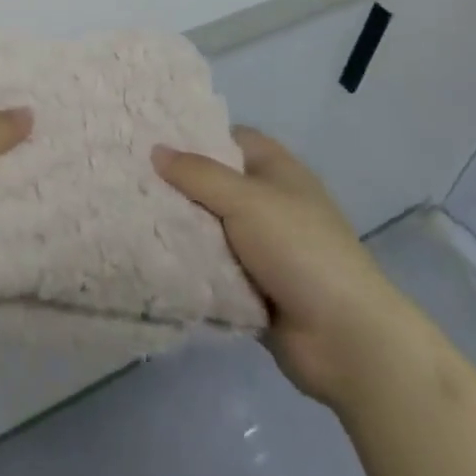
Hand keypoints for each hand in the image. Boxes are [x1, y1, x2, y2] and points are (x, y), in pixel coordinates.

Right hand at [153, 129, 416, 408]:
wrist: (347, 340)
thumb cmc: (300, 249)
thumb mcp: (246, 200)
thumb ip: (198, 174)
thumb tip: (155, 150)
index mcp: (276, 169)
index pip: (228, 138)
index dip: (193, 135)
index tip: (150, 136)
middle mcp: (267, 202)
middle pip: (213, 183)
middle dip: (177, 184)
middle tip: (129, 176)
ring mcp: (261, 247)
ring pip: (209, 227)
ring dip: (180, 228)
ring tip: (128, 213)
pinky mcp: (251, 287)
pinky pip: (211, 267)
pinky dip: (189, 265)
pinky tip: (150, 256)